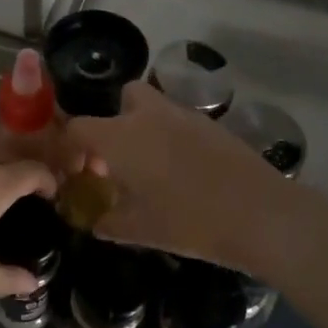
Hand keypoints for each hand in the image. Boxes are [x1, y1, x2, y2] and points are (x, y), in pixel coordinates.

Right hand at [62, 81, 289, 271]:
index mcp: (120, 137)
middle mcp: (149, 115)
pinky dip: (174, 138)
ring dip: (146, 128)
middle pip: (123, 97)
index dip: (70, 148)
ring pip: (155, 107)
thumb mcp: (138, 230)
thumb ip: (108, 222)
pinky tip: (185, 172)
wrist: (257, 213)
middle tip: (120, 160)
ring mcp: (185, 115)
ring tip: (153, 168)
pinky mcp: (213, 125)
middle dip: (116, 121)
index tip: (79, 173)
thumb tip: (96, 221)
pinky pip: (182, 122)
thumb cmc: (187, 221)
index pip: (78, 127)